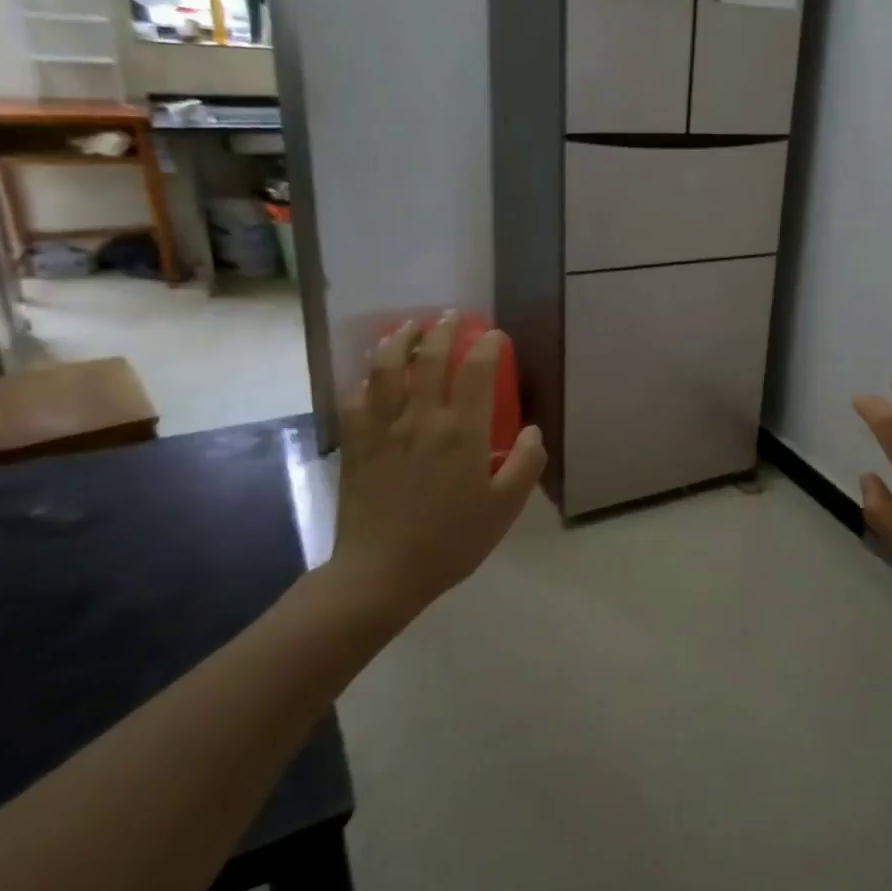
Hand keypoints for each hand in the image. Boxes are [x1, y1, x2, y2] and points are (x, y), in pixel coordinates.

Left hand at [327, 312, 545, 625]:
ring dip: (399, 340)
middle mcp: (422, 419)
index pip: (476, 371)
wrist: (381, 573)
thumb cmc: (451, 541)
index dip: (487, 345)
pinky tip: (373, 374)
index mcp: (462, 432)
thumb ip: (525, 464)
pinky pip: (357, 398)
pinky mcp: (357, 444)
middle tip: (453, 317)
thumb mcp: (504, 508)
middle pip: (430, 358)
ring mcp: (384, 429)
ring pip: (386, 368)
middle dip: (443, 330)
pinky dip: (366, 378)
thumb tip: (535, 431)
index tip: (495, 336)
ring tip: (409, 327)